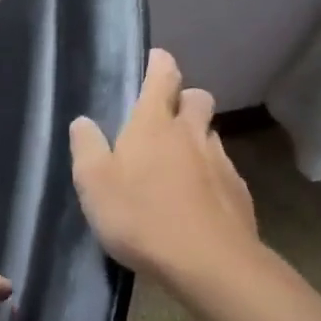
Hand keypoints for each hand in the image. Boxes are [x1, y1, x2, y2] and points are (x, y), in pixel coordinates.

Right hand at [69, 47, 262, 280]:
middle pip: (197, 98)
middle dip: (184, 98)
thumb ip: (86, 147)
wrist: (208, 263)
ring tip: (177, 164)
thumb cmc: (140, 217)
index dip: (159, 63)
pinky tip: (196, 199)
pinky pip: (223, 170)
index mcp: (153, 125)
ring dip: (196, 138)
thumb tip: (83, 122)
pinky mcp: (238, 192)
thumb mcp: (94, 183)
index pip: (163, 76)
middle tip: (165, 118)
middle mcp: (191, 134)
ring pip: (211, 134)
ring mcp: (220, 161)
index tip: (155, 58)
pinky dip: (210, 174)